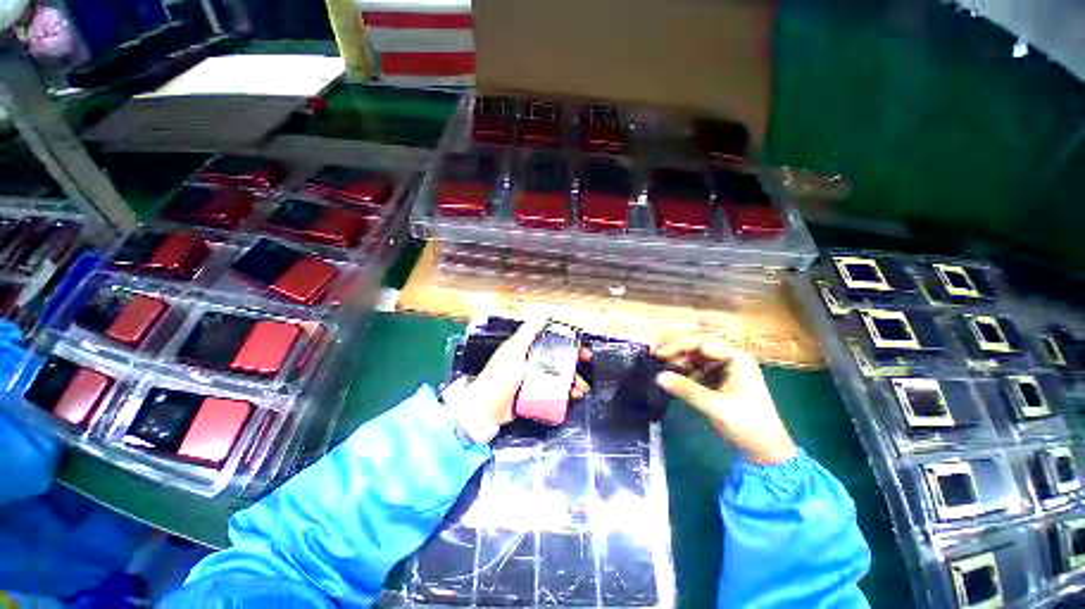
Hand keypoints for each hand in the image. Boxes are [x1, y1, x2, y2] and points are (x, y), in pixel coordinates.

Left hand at [460, 321, 589, 428]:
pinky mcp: (533, 397)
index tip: (581, 350)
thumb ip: (527, 332)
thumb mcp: (514, 350)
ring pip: (558, 379)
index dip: (568, 345)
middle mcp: (531, 363)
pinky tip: (572, 398)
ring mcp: (533, 381)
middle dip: (573, 366)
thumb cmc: (500, 376)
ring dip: (572, 383)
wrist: (487, 408)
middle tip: (585, 371)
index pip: (552, 343)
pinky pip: (553, 394)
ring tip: (580, 389)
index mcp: (527, 350)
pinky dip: (564, 395)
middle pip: (558, 362)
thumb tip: (542, 315)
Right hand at [654, 337, 795, 464]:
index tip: (657, 354)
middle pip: (697, 348)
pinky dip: (684, 373)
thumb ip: (686, 389)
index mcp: (736, 358)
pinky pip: (697, 370)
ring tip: (659, 367)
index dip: (677, 346)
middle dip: (675, 351)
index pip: (701, 343)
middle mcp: (730, 358)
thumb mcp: (715, 406)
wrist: (767, 450)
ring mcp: (725, 369)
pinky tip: (671, 377)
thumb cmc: (748, 424)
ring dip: (678, 362)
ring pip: (695, 359)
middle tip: (654, 357)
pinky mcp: (719, 381)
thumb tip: (658, 377)